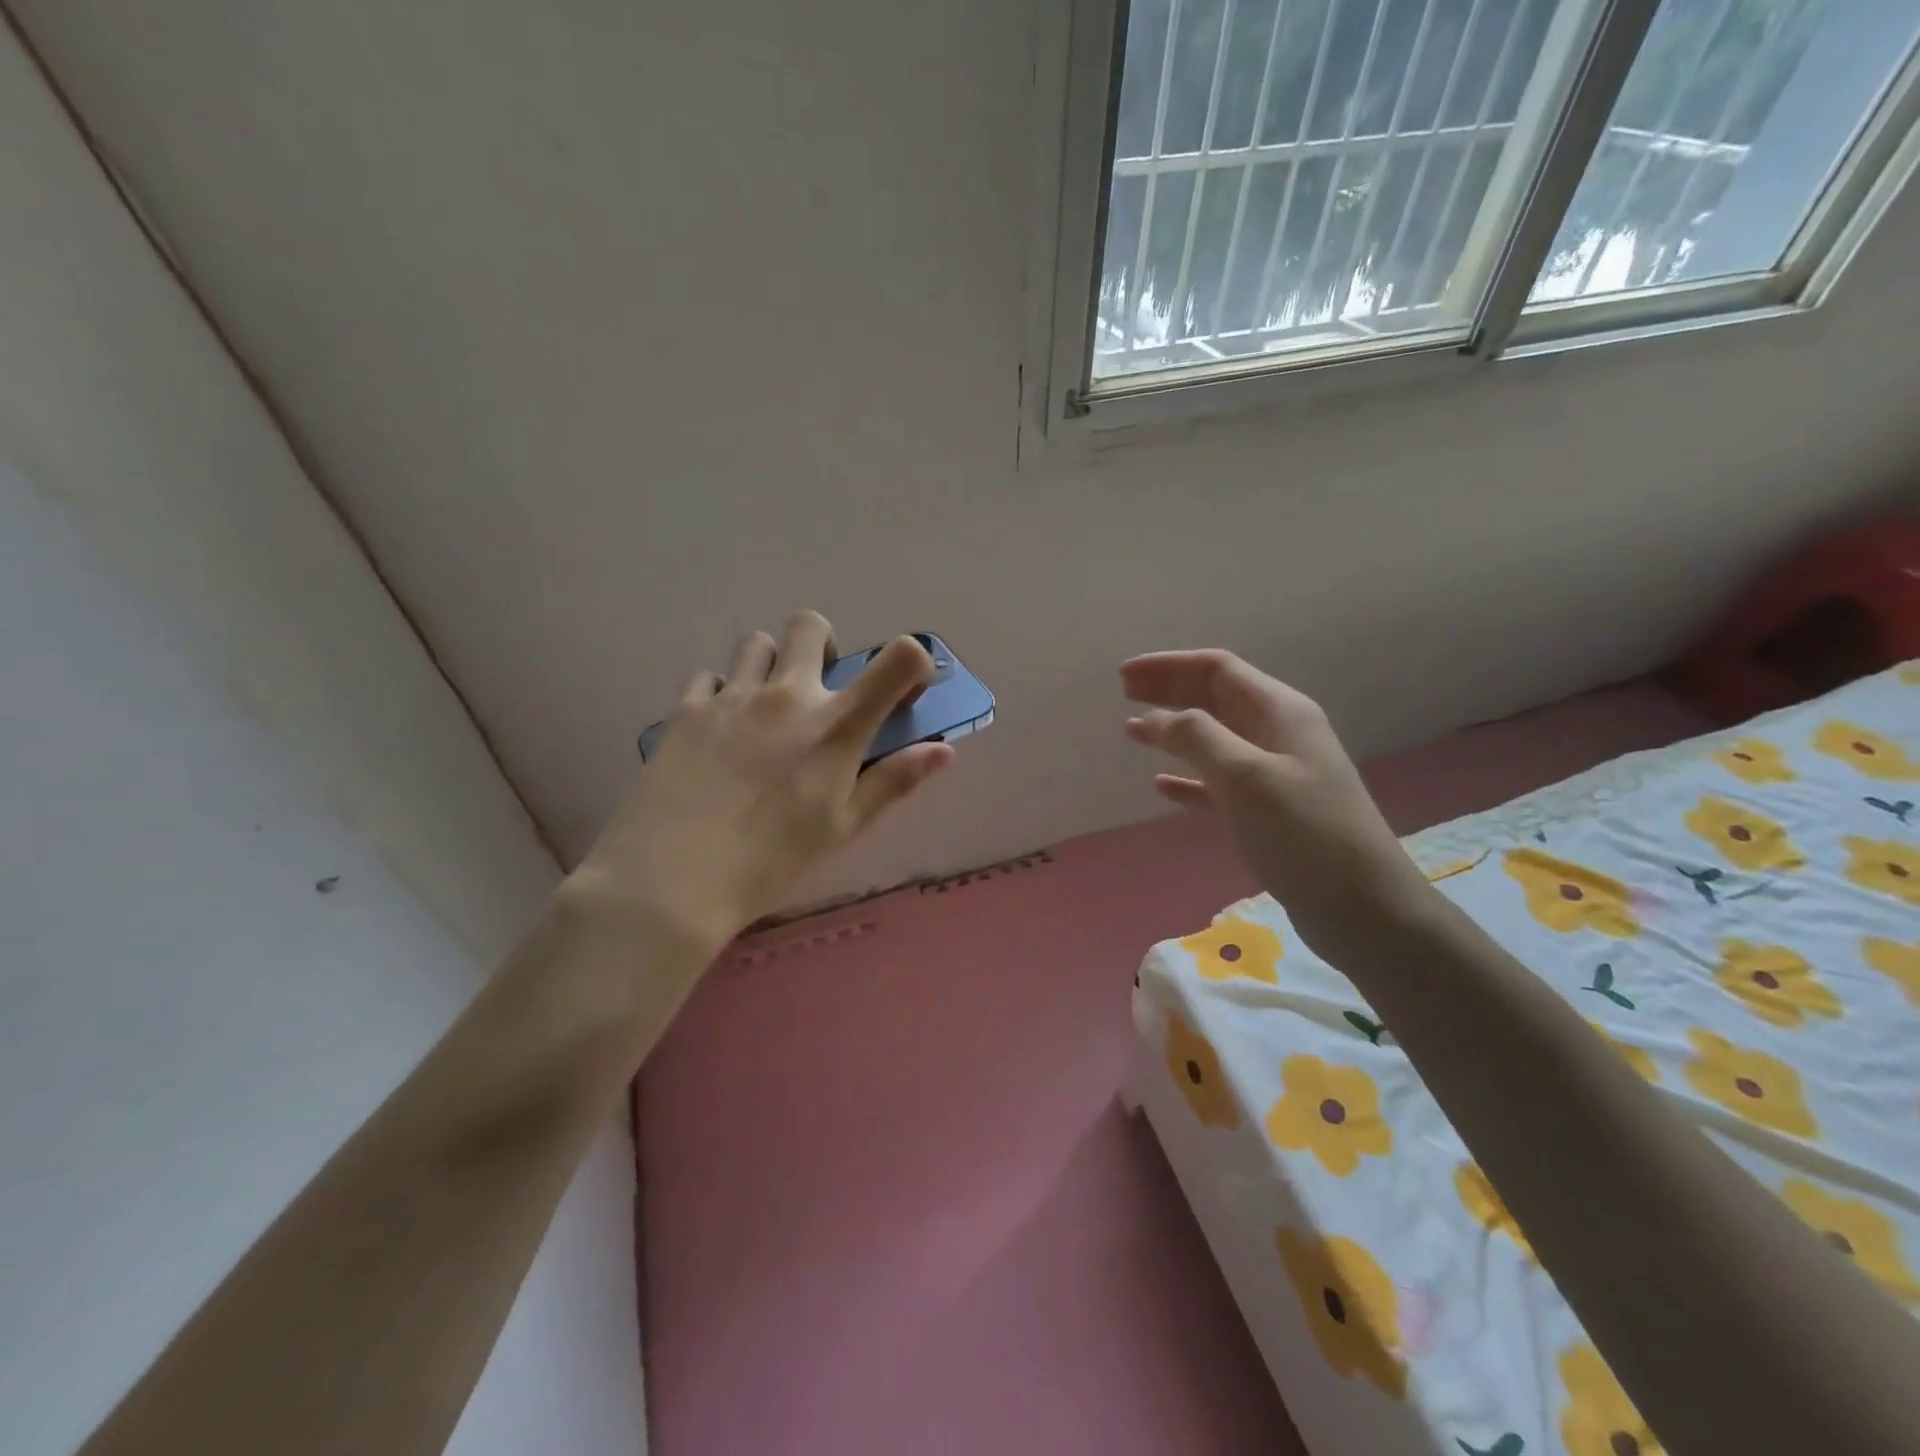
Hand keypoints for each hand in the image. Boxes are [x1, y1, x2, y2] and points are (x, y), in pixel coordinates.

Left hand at [568, 612, 953, 958]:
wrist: (673, 880)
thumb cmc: (772, 861)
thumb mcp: (844, 827)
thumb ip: (894, 781)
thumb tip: (944, 751)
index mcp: (836, 725)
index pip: (897, 659)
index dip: (911, 661)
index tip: (902, 688)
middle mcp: (787, 695)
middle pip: (811, 626)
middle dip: (823, 646)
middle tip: (818, 689)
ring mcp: (732, 696)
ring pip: (756, 643)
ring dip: (770, 665)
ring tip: (764, 711)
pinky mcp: (686, 708)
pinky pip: (709, 676)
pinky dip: (722, 693)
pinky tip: (718, 732)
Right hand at [1121, 649, 1433, 959]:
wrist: (1363, 909)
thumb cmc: (1303, 833)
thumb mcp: (1246, 776)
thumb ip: (1197, 737)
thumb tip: (1153, 717)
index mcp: (1279, 711)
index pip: (1217, 669)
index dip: (1168, 666)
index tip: (1123, 676)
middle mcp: (1277, 734)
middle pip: (1214, 697)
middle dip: (1169, 690)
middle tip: (1123, 693)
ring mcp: (1274, 773)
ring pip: (1213, 738)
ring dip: (1173, 731)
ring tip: (1132, 733)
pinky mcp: (1267, 812)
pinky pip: (1218, 783)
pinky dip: (1188, 778)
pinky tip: (1161, 786)